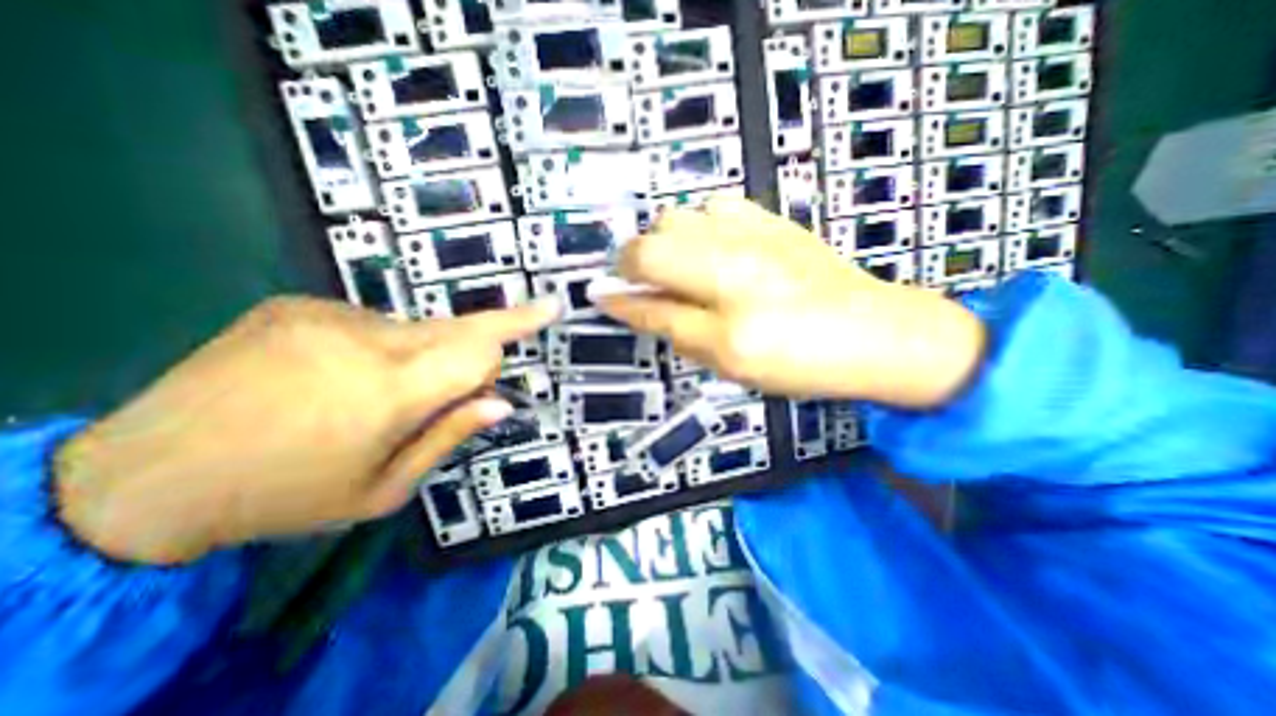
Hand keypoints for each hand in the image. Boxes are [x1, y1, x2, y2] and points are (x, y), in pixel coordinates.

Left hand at [55, 298, 558, 564]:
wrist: (143, 477)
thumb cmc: (286, 496)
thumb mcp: (383, 488)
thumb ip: (449, 437)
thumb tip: (501, 404)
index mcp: (391, 391)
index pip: (482, 347)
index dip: (518, 330)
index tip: (550, 309)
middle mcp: (368, 340)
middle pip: (459, 327)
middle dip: (486, 340)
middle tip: (493, 354)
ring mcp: (328, 315)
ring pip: (417, 327)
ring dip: (424, 354)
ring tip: (380, 394)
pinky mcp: (298, 305)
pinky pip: (371, 322)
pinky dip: (380, 346)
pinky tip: (339, 376)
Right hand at [598, 196, 983, 408]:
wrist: (875, 332)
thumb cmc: (799, 361)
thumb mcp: (728, 359)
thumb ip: (672, 327)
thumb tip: (626, 305)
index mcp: (725, 302)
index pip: (648, 286)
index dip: (619, 294)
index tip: (603, 298)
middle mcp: (734, 255)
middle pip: (655, 239)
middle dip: (636, 263)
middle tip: (649, 289)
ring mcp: (755, 229)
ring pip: (680, 216)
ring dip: (666, 243)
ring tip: (682, 270)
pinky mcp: (773, 219)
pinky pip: (715, 206)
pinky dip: (700, 227)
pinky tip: (715, 250)